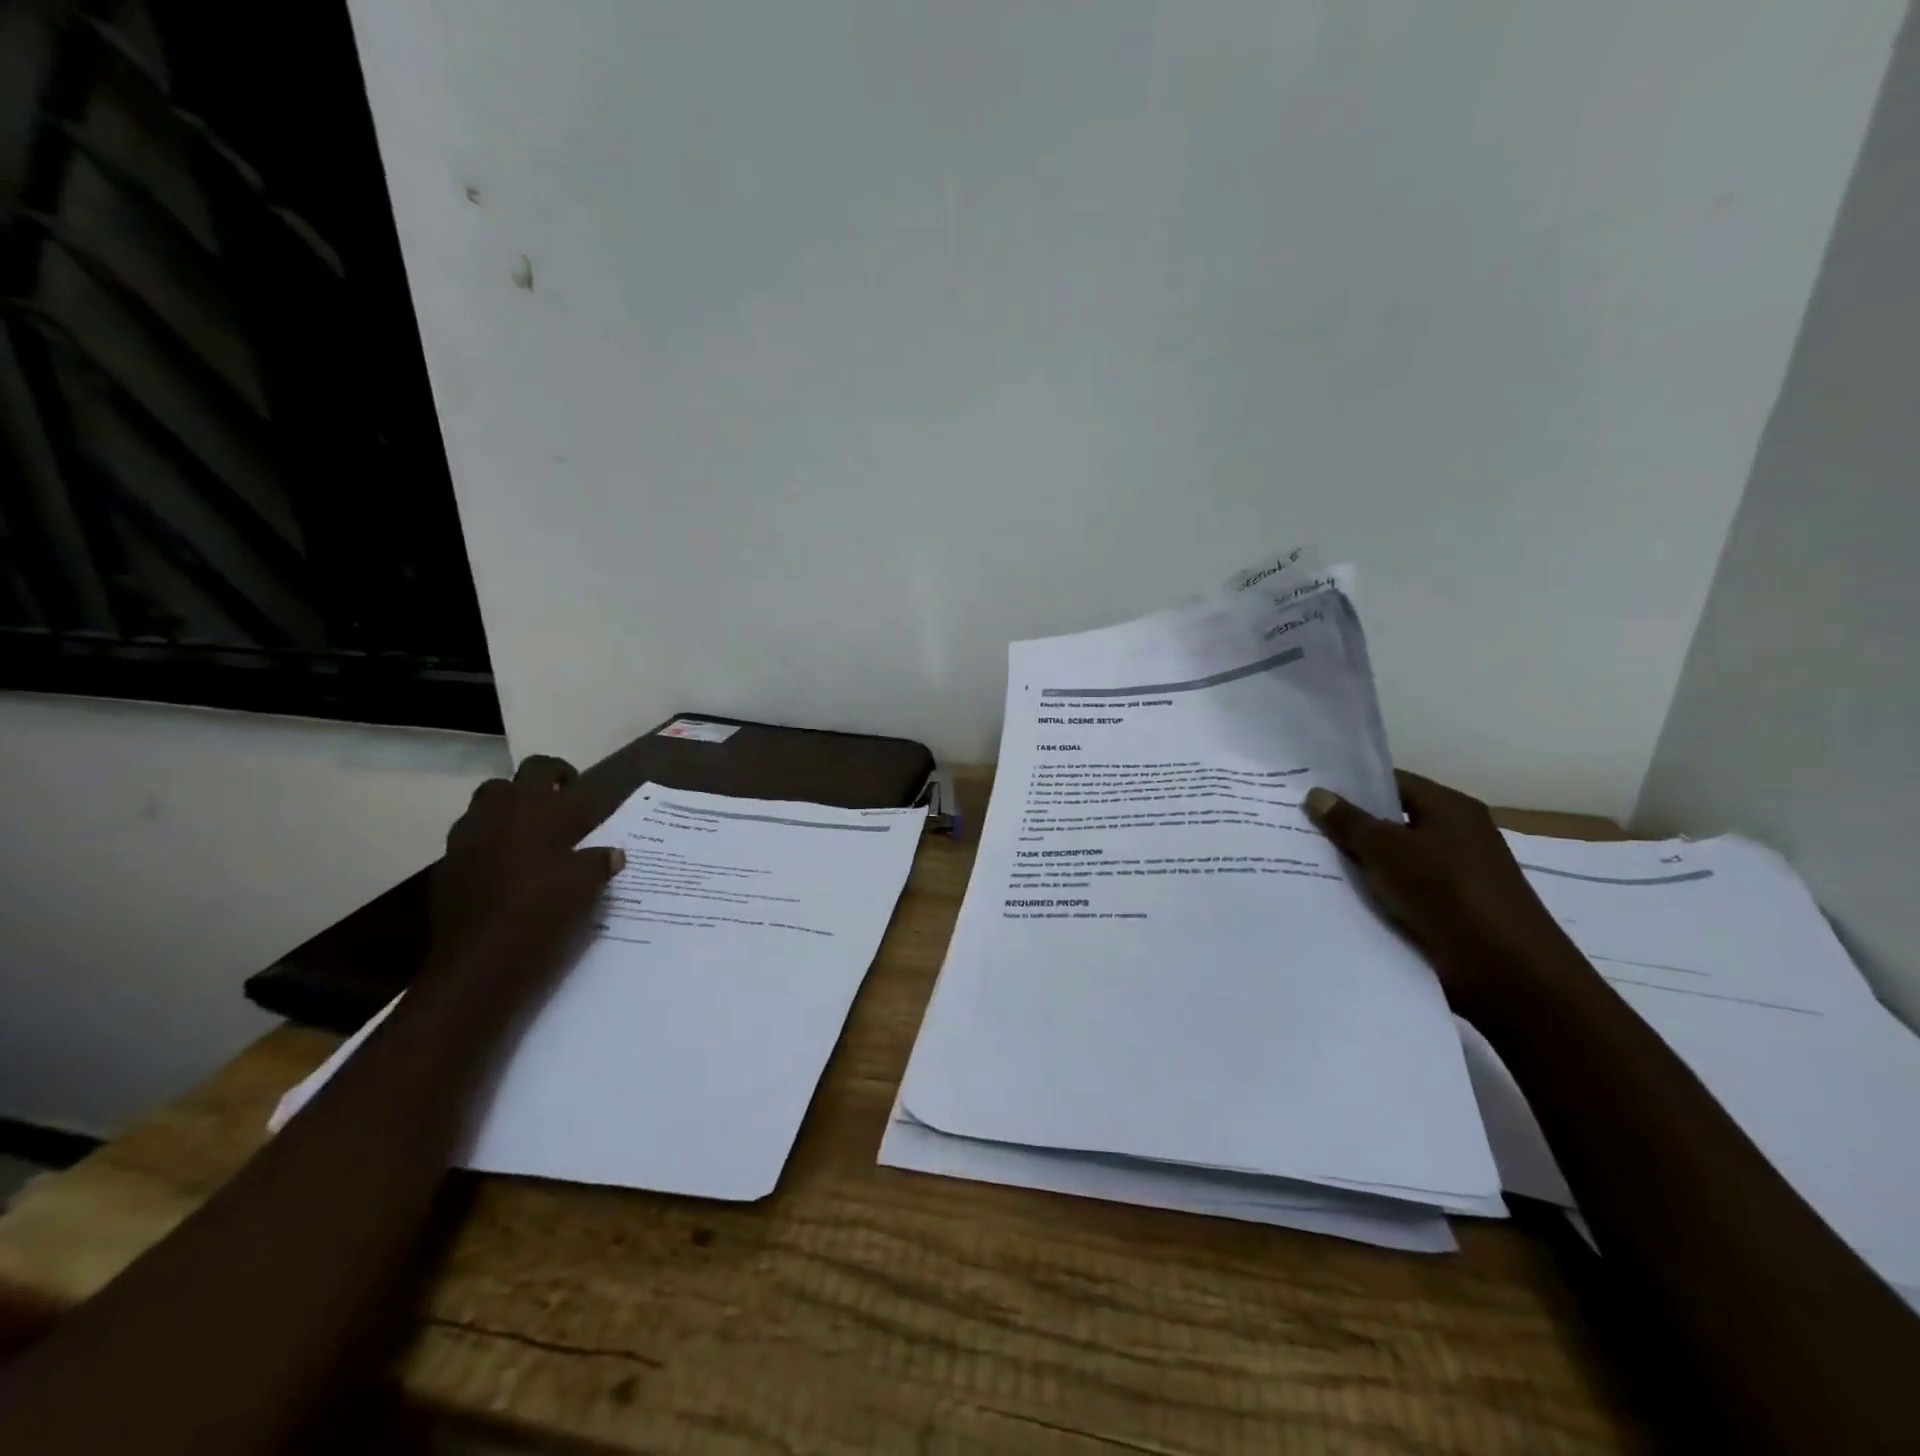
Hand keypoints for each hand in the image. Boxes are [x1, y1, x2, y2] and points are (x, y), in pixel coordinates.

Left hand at [427, 755, 623, 988]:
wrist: (482, 962)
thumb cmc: (545, 911)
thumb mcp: (589, 885)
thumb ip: (599, 861)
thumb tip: (611, 853)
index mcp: (533, 807)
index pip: (544, 768)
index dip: (561, 774)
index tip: (576, 791)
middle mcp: (494, 815)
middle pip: (506, 785)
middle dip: (528, 793)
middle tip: (553, 815)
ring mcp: (463, 843)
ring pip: (483, 814)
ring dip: (505, 821)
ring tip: (531, 846)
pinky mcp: (446, 873)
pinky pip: (469, 847)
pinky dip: (487, 851)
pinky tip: (506, 877)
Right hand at [1304, 771, 1577, 1015]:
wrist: (1506, 972)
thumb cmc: (1447, 892)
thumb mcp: (1387, 849)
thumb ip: (1349, 822)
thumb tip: (1316, 794)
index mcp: (1449, 807)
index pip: (1391, 782)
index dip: (1349, 785)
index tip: (1306, 792)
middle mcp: (1454, 834)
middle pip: (1389, 821)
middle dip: (1347, 826)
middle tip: (1296, 825)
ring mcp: (1453, 874)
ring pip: (1391, 859)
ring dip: (1357, 863)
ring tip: (1304, 860)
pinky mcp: (1447, 909)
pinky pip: (1399, 890)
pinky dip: (1372, 892)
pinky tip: (1334, 896)